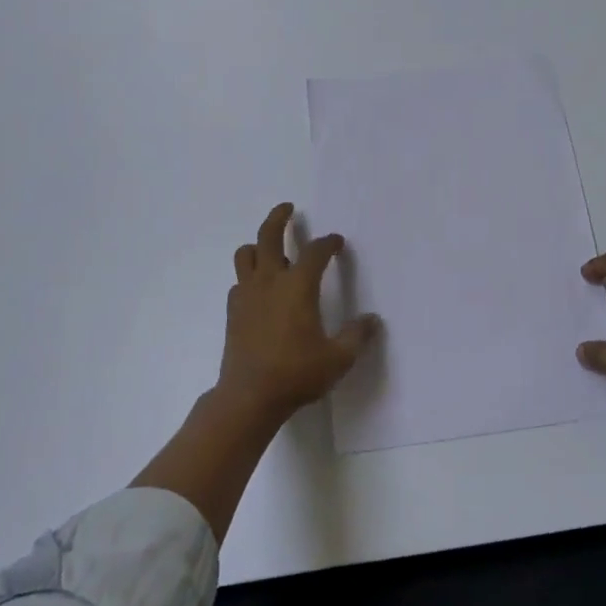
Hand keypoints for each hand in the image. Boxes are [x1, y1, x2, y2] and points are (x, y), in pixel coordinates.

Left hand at [218, 202, 378, 422]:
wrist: (248, 397)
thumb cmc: (296, 373)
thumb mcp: (338, 359)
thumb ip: (357, 336)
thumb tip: (373, 320)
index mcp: (298, 286)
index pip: (316, 252)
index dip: (328, 243)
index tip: (336, 242)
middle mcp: (270, 281)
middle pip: (269, 235)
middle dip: (279, 218)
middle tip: (288, 208)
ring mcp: (247, 294)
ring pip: (246, 254)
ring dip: (258, 245)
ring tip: (269, 248)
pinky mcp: (233, 311)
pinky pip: (239, 281)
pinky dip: (249, 276)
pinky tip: (259, 289)